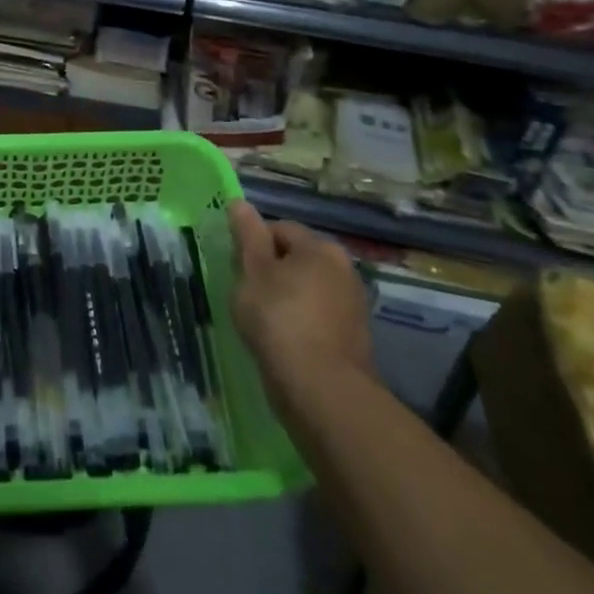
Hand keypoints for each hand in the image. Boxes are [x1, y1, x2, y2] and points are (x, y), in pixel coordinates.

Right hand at [227, 201, 372, 389]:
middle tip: (248, 295)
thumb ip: (247, 235)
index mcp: (321, 247)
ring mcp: (353, 305)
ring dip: (286, 298)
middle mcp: (344, 269)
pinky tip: (284, 341)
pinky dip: (300, 323)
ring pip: (307, 289)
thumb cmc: (279, 319)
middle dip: (271, 272)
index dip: (253, 245)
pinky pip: (318, 317)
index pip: (279, 229)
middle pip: (296, 258)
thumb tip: (240, 203)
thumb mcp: (252, 271)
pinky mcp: (354, 338)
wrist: (321, 390)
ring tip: (263, 322)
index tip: (239, 270)